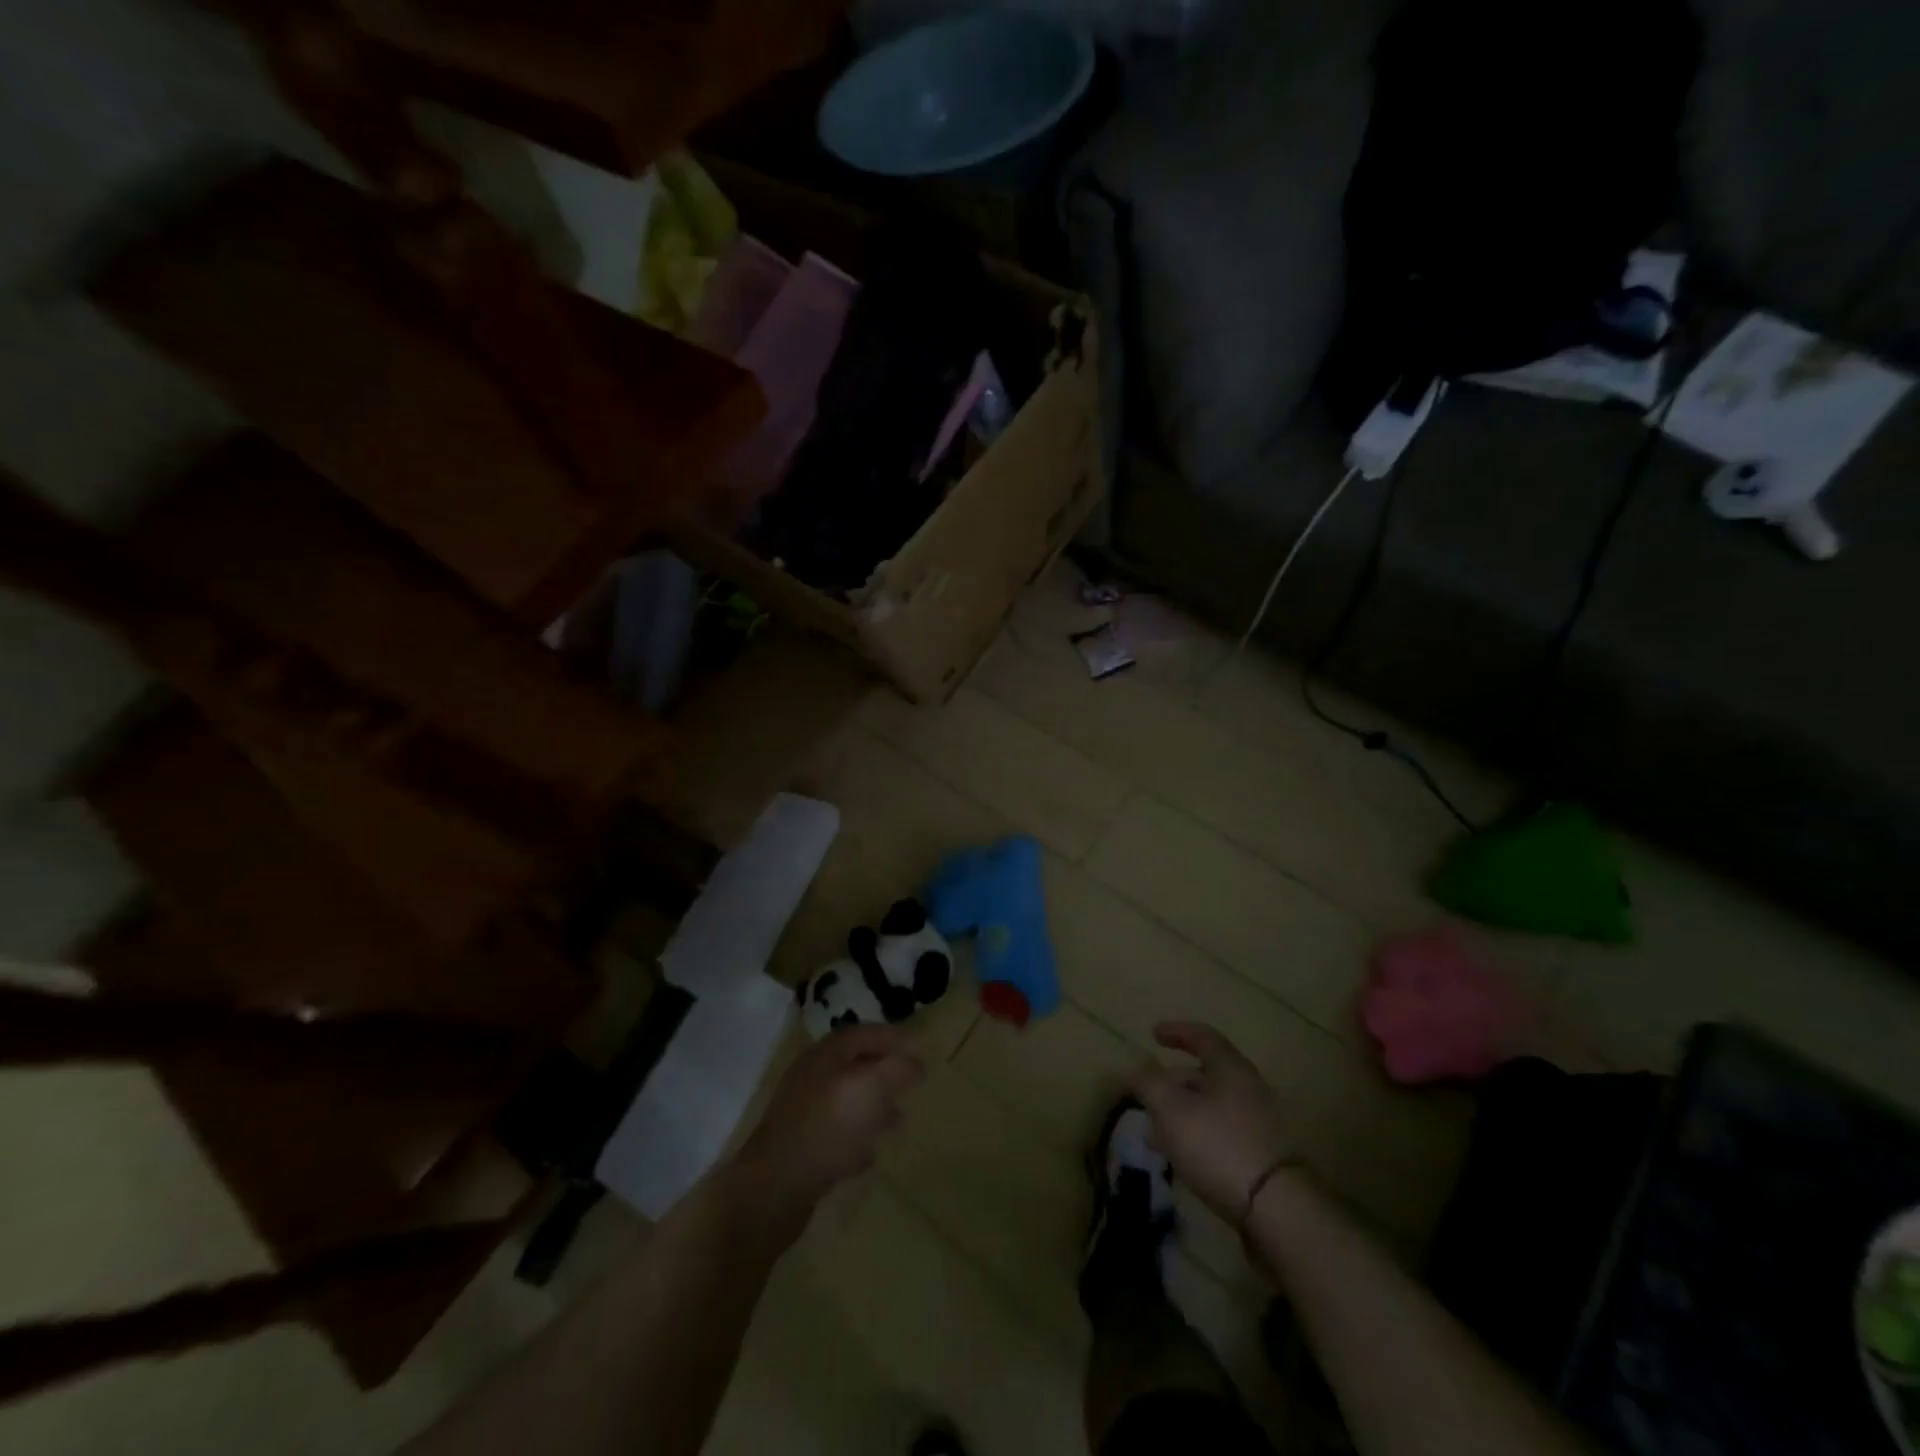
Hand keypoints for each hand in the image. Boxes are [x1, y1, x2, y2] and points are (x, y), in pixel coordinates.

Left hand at [730, 1024, 924, 1215]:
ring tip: (897, 1120)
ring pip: (845, 1099)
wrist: (774, 1188)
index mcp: (826, 1055)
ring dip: (873, 1106)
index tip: (919, 1050)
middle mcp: (811, 1076)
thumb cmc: (828, 1128)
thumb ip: (898, 1070)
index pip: (863, 1034)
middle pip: (853, 1065)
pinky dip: (856, 1135)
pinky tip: (867, 1154)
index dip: (893, 1038)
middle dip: (884, 1073)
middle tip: (910, 1084)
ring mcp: (802, 1111)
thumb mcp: (872, 1090)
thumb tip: (916, 1062)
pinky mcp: (799, 1145)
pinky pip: (834, 1131)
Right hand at [1130, 1022, 1295, 1220]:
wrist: (1275, 1207)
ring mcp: (1259, 1121)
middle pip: (1206, 1073)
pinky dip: (1197, 1132)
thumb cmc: (1217, 1144)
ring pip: (1211, 1105)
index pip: (1202, 1036)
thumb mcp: (1170, 1108)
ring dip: (1182, 1111)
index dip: (1176, 1031)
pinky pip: (1221, 1130)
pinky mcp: (1261, 1153)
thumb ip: (1148, 1082)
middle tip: (1148, 1093)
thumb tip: (1138, 1068)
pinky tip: (1181, 1154)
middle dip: (1173, 1081)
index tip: (1153, 1034)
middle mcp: (1249, 1087)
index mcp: (1230, 1067)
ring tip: (1156, 1131)